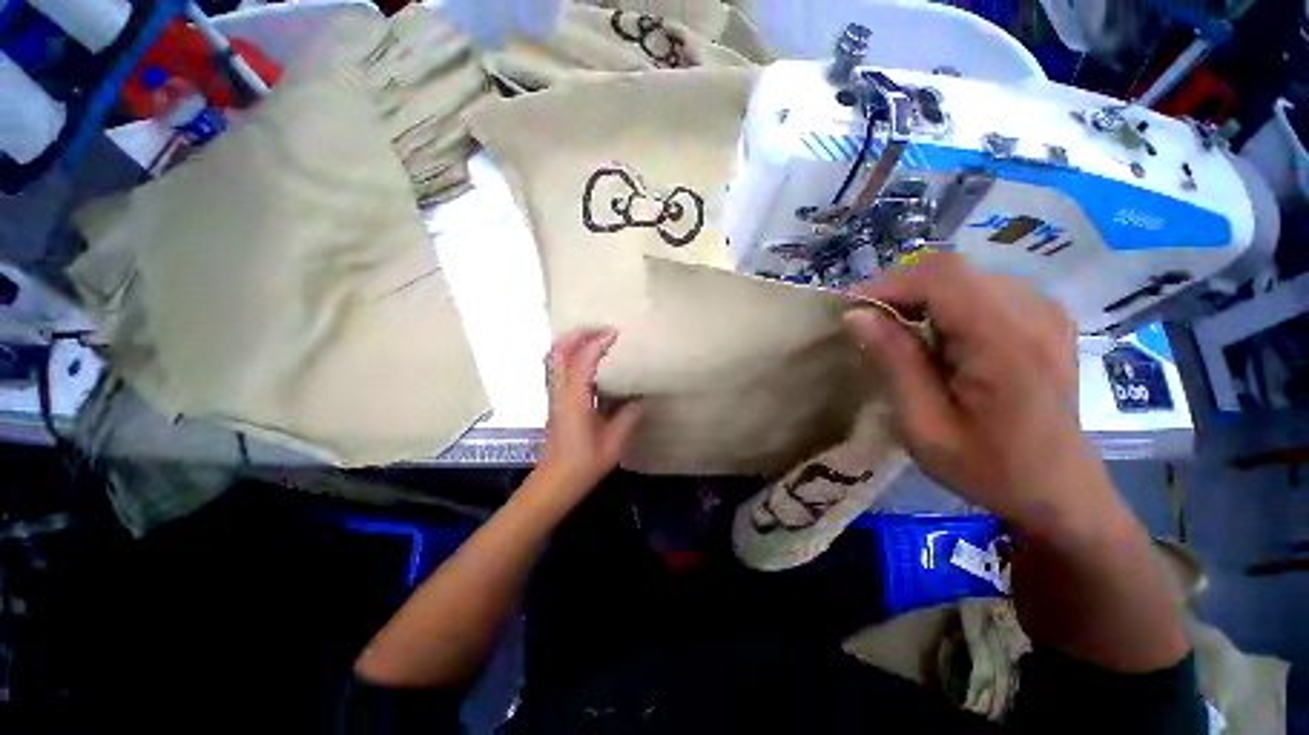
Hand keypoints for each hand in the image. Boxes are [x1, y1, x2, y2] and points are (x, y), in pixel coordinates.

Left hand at [535, 329, 642, 500]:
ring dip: (571, 342)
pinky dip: (568, 355)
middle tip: (602, 329)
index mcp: (575, 400)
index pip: (583, 360)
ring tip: (593, 338)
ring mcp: (553, 395)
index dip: (599, 342)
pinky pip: (556, 368)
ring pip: (553, 358)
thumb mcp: (613, 443)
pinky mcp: (553, 401)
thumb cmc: (583, 465)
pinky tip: (584, 360)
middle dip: (578, 334)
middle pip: (559, 351)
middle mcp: (560, 392)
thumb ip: (628, 417)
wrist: (554, 483)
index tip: (616, 333)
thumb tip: (641, 398)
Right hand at [843, 254, 1113, 535]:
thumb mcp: (924, 425)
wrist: (1059, 491)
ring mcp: (1045, 311)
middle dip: (899, 290)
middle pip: (952, 270)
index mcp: (1006, 342)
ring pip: (965, 276)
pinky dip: (946, 303)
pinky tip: (938, 337)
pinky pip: (983, 289)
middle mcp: (1033, 313)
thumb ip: (894, 362)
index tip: (853, 312)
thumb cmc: (988, 468)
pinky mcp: (1045, 318)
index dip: (888, 284)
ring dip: (921, 297)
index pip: (941, 278)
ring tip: (898, 333)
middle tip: (870, 324)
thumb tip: (856, 314)